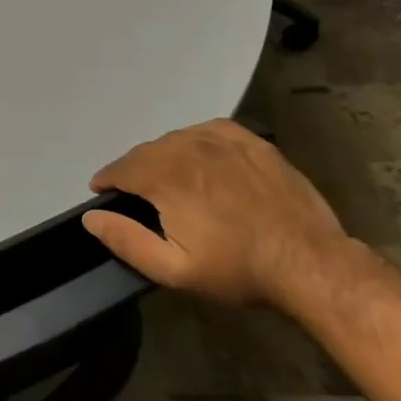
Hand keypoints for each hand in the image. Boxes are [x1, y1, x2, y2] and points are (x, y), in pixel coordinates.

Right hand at [83, 119, 353, 307]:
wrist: (309, 262)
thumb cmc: (237, 269)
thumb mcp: (173, 269)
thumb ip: (126, 240)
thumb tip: (92, 216)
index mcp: (166, 176)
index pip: (121, 168)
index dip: (107, 180)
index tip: (102, 192)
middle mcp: (189, 148)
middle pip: (146, 152)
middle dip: (133, 170)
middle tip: (134, 194)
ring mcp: (223, 140)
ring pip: (175, 139)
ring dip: (162, 156)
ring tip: (165, 178)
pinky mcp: (251, 142)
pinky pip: (208, 131)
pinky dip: (193, 141)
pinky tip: (199, 158)